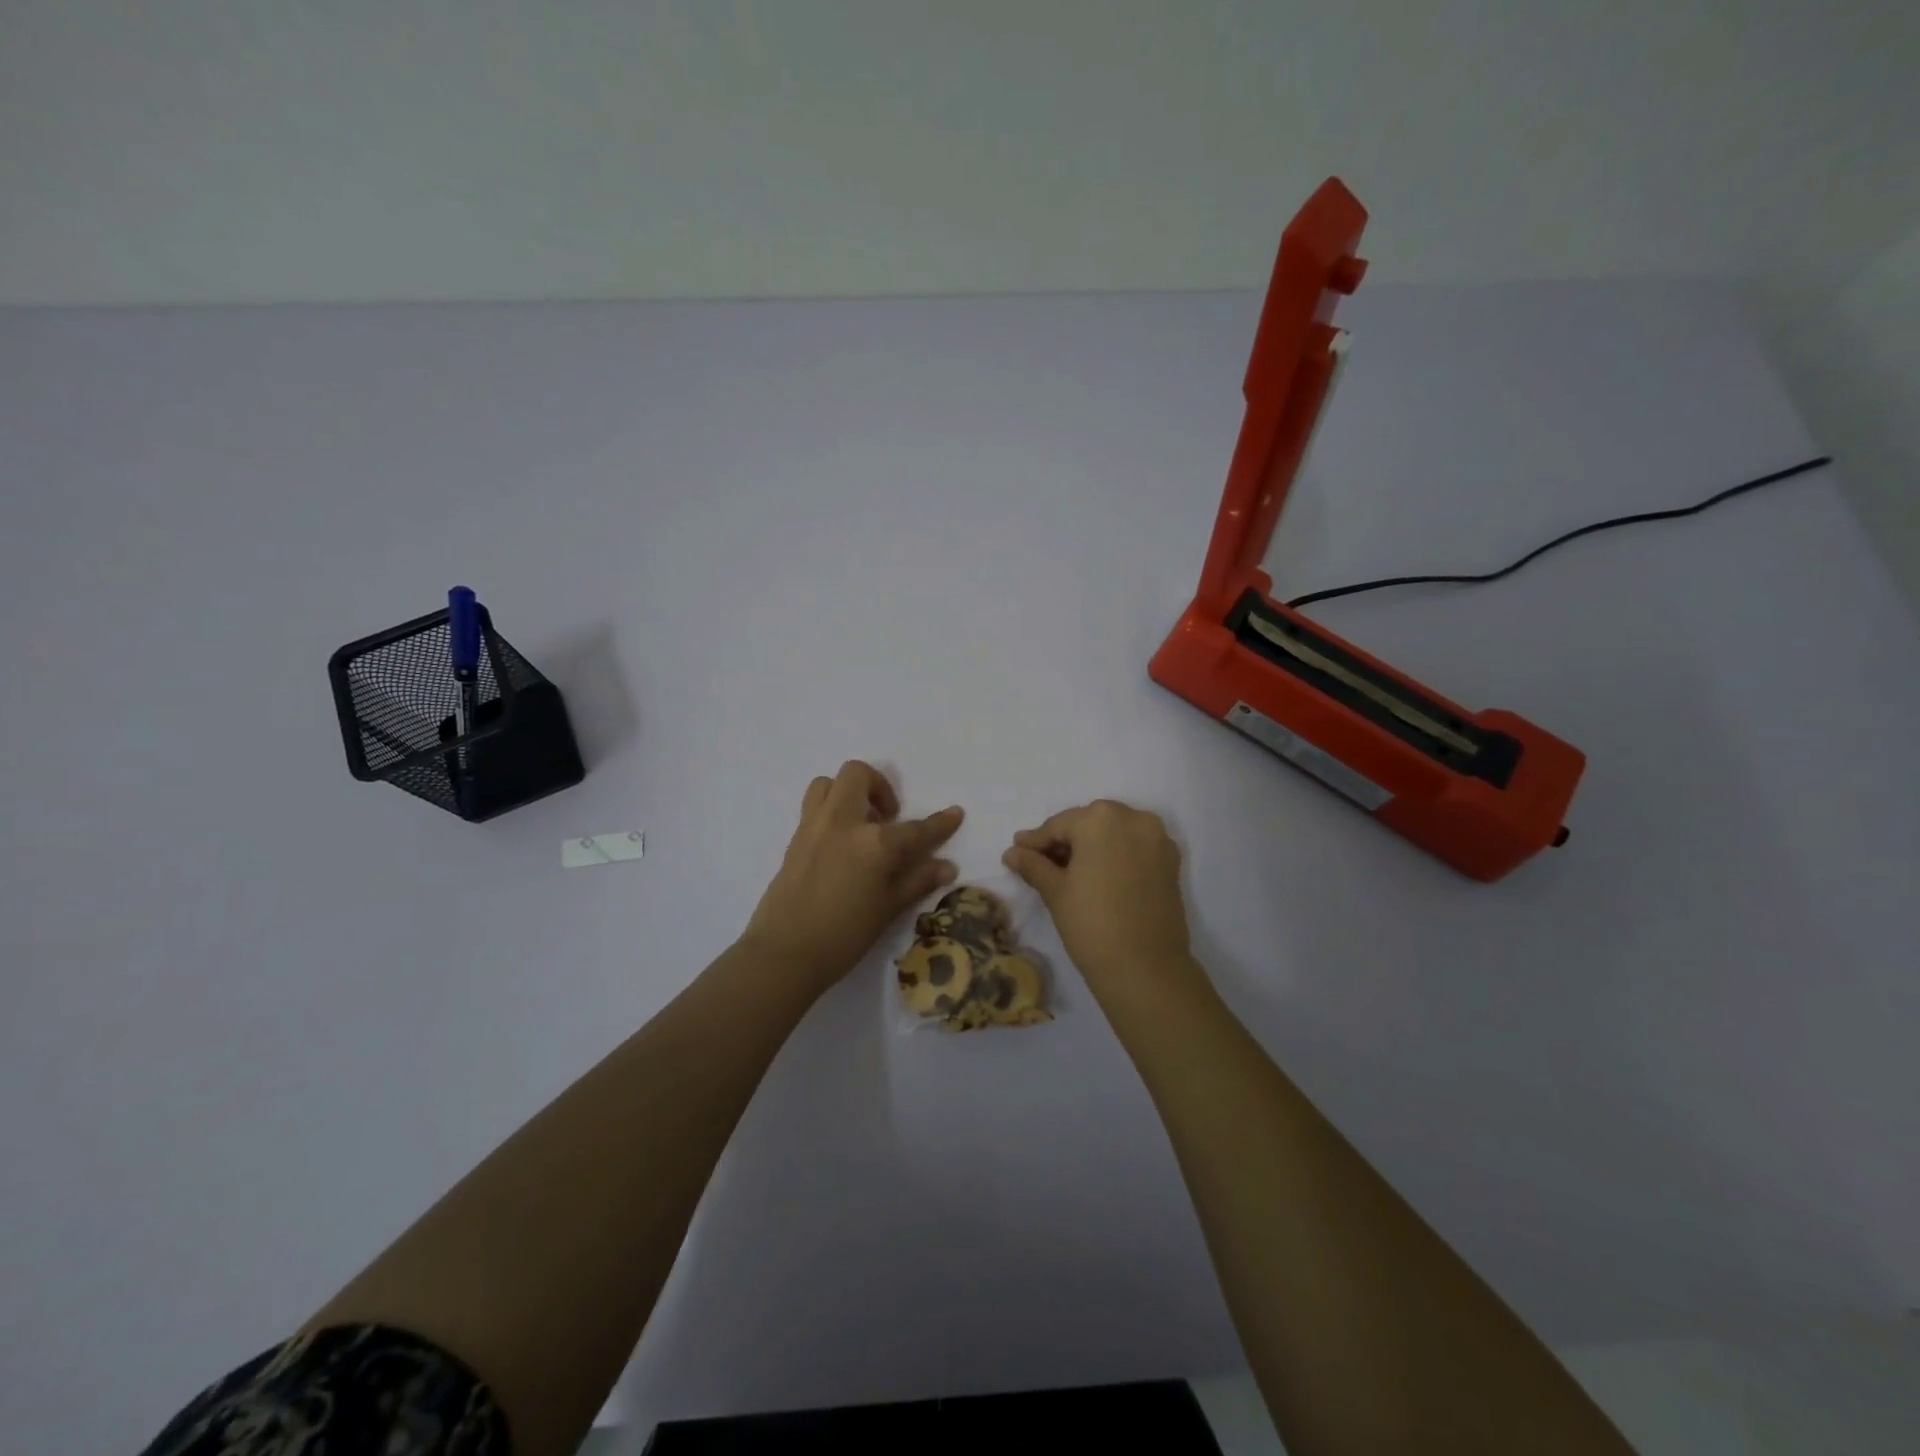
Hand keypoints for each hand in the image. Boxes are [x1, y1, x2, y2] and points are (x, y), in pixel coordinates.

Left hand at [743, 761, 961, 996]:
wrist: (784, 954)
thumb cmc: (843, 936)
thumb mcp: (888, 909)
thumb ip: (917, 880)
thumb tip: (947, 866)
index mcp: (873, 843)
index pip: (915, 829)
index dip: (940, 823)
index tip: (955, 813)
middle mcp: (842, 822)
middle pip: (859, 775)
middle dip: (879, 786)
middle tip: (888, 817)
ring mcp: (814, 826)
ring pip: (828, 783)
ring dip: (848, 792)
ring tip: (861, 822)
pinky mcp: (795, 838)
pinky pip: (814, 807)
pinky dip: (831, 811)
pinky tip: (841, 843)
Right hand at [1003, 800, 1199, 996]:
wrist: (1145, 968)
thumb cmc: (1091, 924)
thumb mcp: (1055, 891)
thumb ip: (1033, 865)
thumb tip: (1012, 852)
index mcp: (1101, 818)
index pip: (1059, 825)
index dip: (1035, 841)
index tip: (1016, 851)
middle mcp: (1133, 818)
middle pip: (1089, 824)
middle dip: (1064, 841)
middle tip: (1040, 862)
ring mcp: (1157, 838)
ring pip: (1114, 834)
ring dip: (1091, 847)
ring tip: (1067, 871)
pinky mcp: (1171, 861)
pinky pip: (1134, 848)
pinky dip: (1115, 856)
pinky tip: (1098, 876)